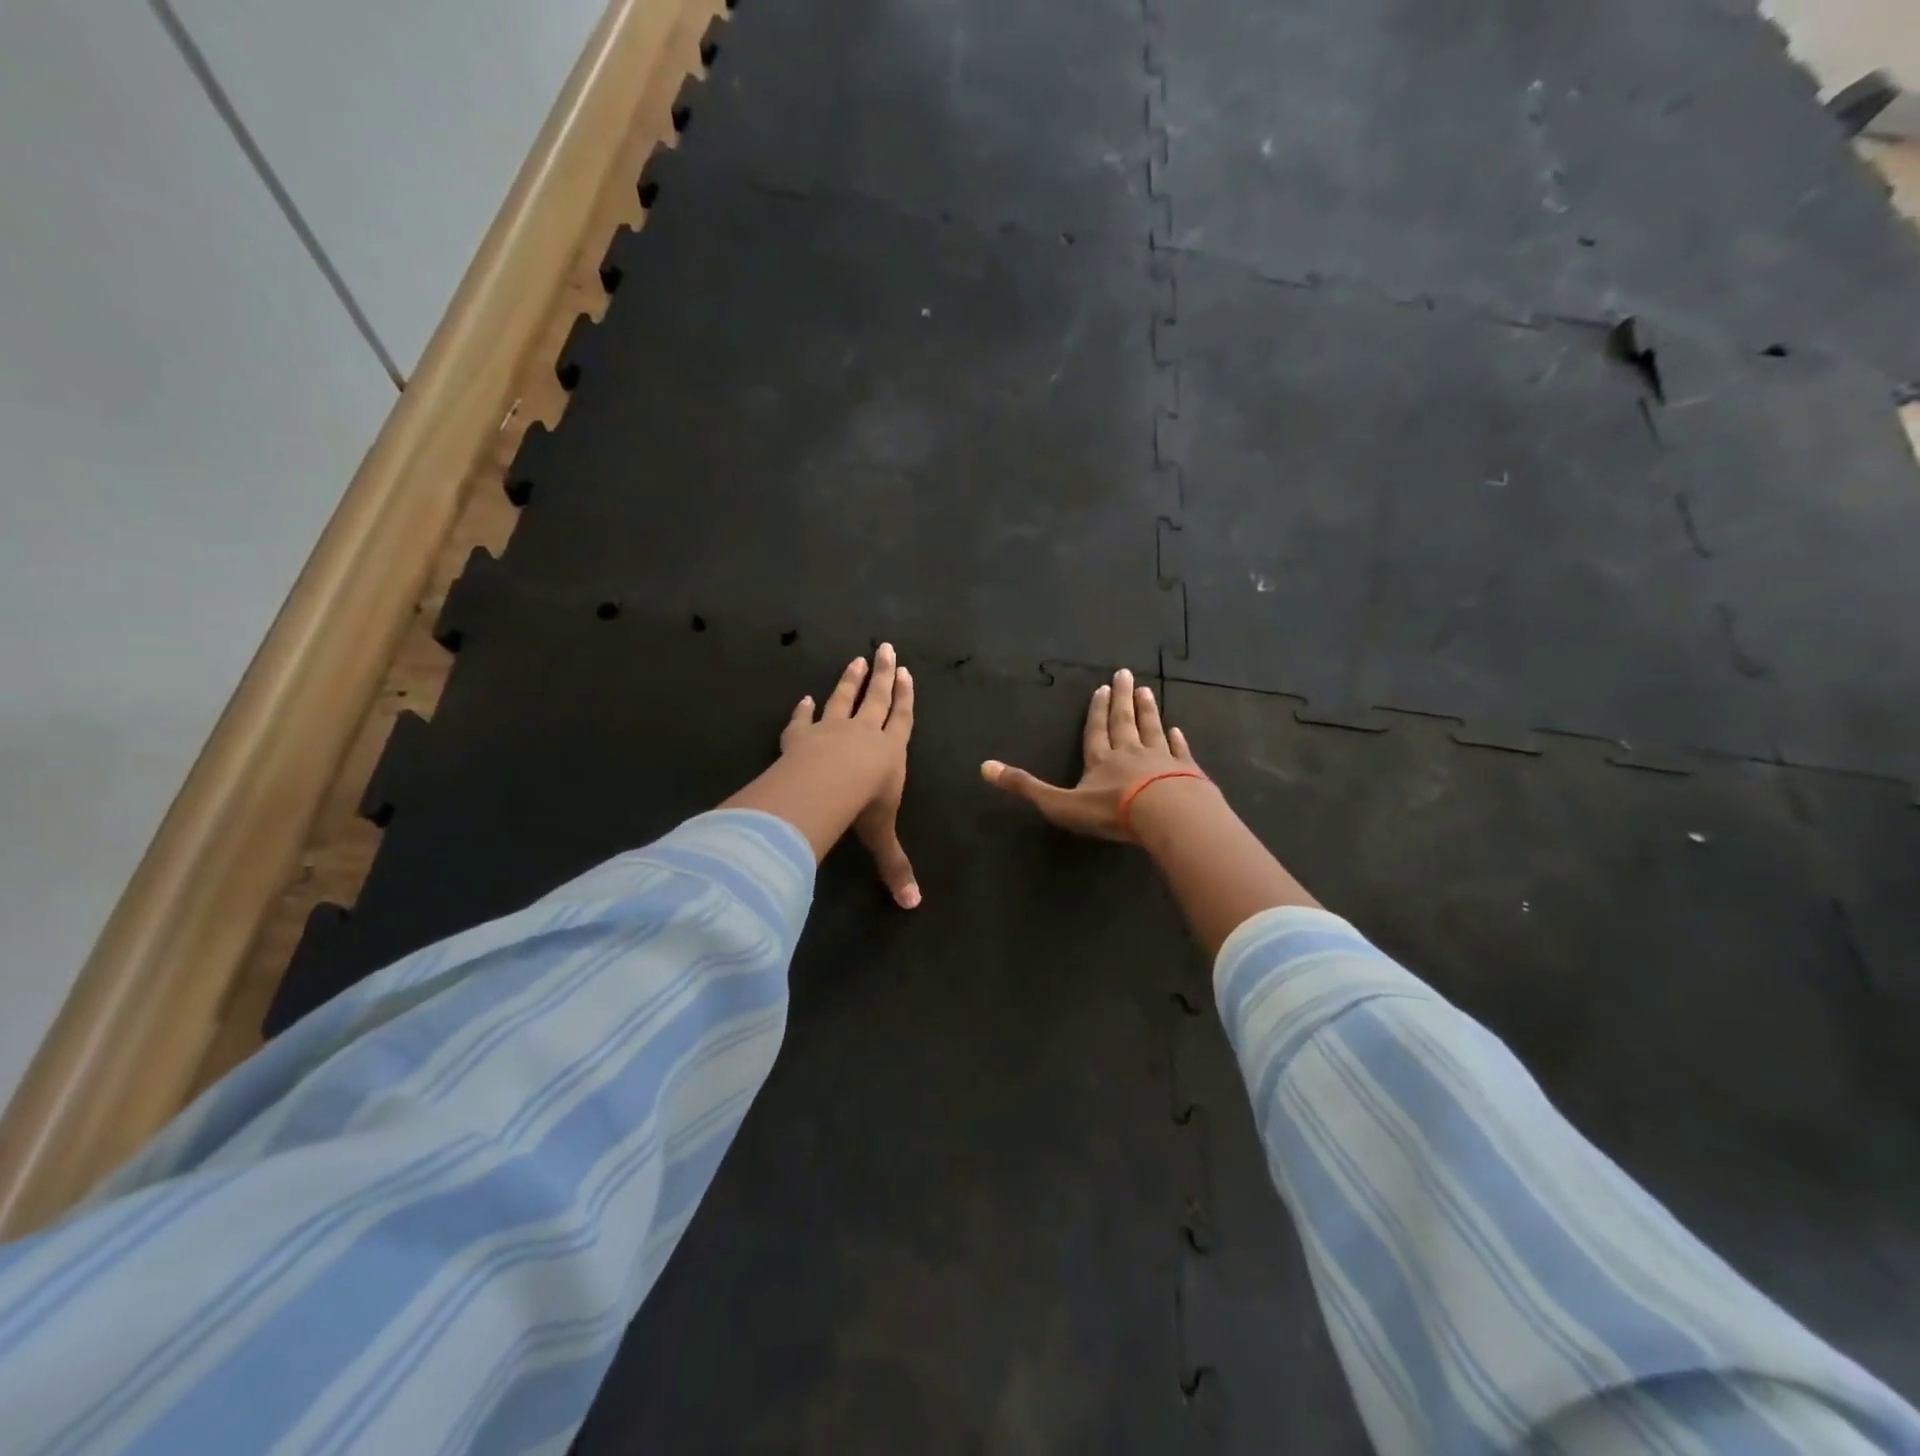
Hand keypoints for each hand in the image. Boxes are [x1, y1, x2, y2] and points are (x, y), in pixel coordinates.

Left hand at [781, 644, 919, 906]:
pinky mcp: (801, 736)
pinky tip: (802, 698)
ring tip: (856, 660)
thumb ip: (894, 867)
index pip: (902, 719)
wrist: (824, 787)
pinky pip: (803, 720)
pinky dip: (802, 710)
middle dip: (884, 675)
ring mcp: (831, 730)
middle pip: (877, 698)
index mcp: (890, 752)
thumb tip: (913, 906)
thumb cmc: (862, 807)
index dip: (906, 698)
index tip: (907, 673)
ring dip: (850, 680)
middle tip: (886, 648)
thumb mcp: (881, 837)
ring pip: (843, 699)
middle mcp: (864, 734)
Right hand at [980, 667, 1208, 840]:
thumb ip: (1025, 787)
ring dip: (1147, 711)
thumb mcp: (1060, 803)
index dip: (1096, 710)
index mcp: (1100, 759)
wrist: (1166, 815)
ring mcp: (1160, 760)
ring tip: (1147, 691)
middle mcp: (1130, 753)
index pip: (1096, 730)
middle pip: (1124, 721)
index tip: (1101, 688)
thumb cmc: (1111, 811)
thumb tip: (984, 767)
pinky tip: (1176, 730)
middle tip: (1125, 674)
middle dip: (1121, 699)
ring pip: (1152, 730)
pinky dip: (1176, 740)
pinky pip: (1179, 751)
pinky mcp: (1186, 772)